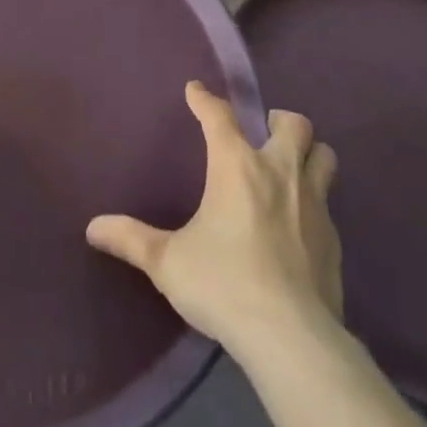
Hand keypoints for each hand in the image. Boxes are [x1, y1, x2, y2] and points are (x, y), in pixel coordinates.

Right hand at [86, 81, 341, 359]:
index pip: (219, 116)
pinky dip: (315, 203)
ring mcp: (314, 204)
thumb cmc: (223, 284)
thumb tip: (92, 227)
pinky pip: (329, 205)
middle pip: (294, 124)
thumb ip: (131, 240)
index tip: (196, 90)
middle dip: (279, 121)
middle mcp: (279, 172)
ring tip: (291, 167)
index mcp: (236, 166)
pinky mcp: (334, 239)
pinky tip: (301, 226)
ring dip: (309, 154)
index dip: (205, 99)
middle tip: (263, 135)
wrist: (291, 337)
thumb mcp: (167, 263)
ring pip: (323, 156)